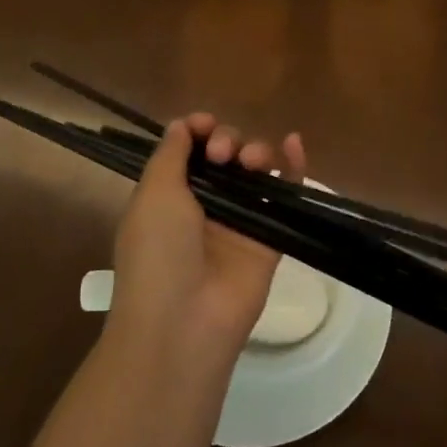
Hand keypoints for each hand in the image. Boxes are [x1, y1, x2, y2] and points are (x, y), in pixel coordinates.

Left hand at [108, 112, 306, 364]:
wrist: (184, 321)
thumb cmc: (157, 253)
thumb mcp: (152, 195)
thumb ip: (170, 155)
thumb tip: (183, 125)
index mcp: (169, 196)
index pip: (189, 150)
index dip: (199, 131)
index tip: (205, 126)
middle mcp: (204, 205)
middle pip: (225, 155)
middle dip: (226, 141)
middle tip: (222, 155)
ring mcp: (239, 221)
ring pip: (255, 170)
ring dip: (255, 151)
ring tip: (250, 162)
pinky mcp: (270, 237)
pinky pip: (284, 195)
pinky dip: (293, 166)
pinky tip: (294, 144)